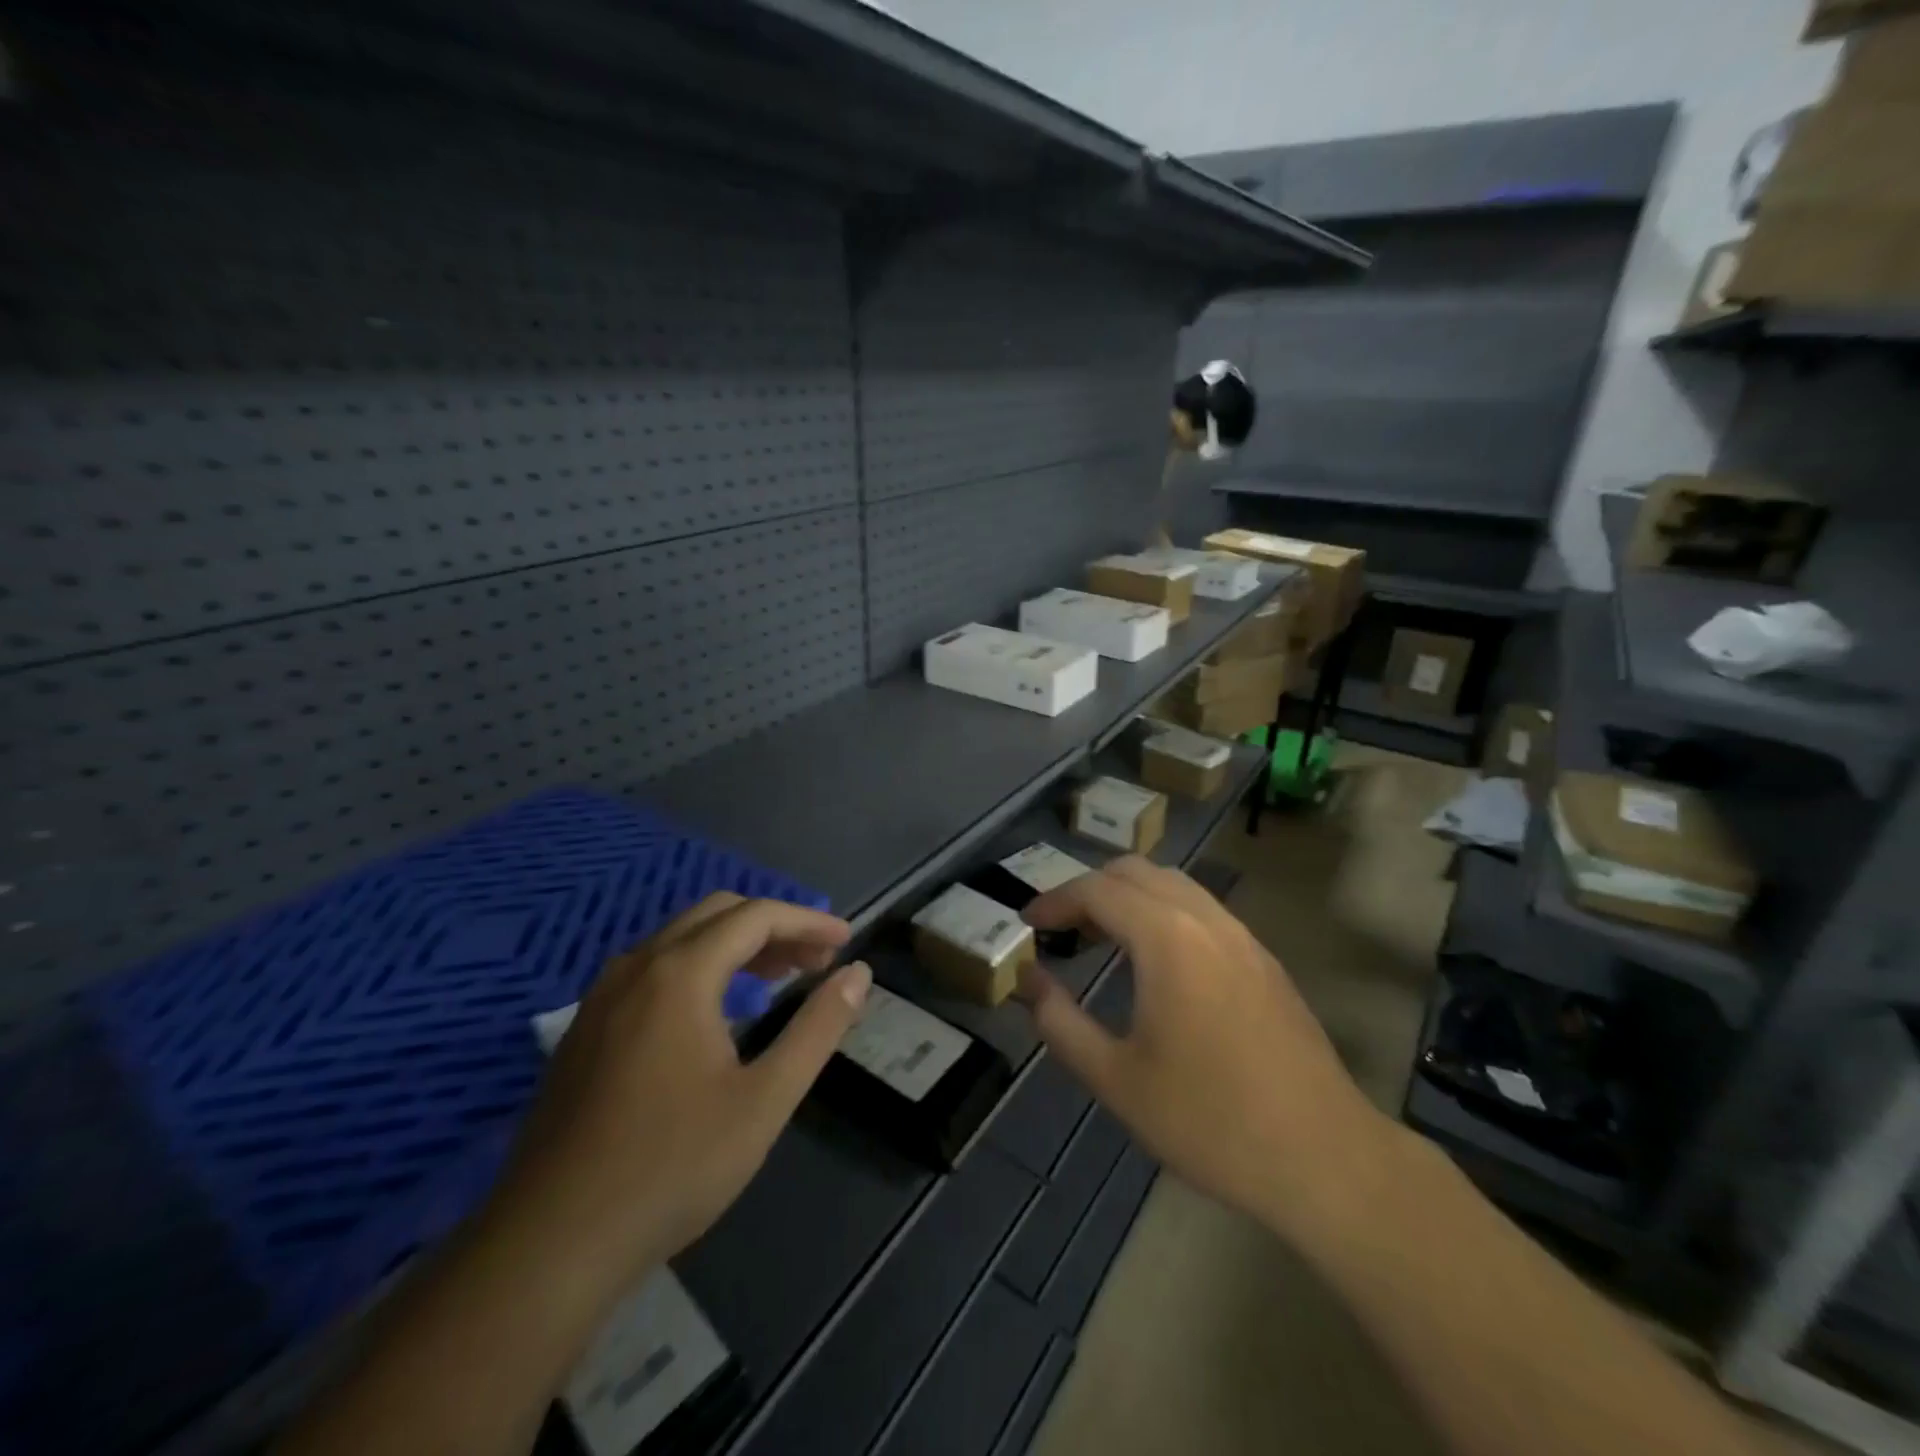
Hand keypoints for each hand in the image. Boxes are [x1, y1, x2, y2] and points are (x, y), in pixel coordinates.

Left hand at [491, 894, 871, 1297]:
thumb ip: (818, 1028)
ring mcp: (603, 996)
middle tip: (816, 960)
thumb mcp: (765, 1100)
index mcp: (680, 973)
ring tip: (779, 977)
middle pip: (718, 913)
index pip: (757, 916)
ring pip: (681, 938)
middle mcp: (638, 966)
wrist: (549, 1245)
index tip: (846, 941)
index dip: (808, 920)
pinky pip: (654, 968)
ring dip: (736, 944)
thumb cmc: (671, 1168)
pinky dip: (700, 966)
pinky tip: (717, 1012)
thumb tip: (858, 974)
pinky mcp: (585, 1028)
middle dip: (774, 926)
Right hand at [1018, 857, 1392, 1238]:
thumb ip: (1060, 1023)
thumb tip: (1029, 981)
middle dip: (1090, 889)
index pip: (1097, 890)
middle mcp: (1207, 921)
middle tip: (1062, 929)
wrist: (1326, 1161)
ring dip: (1130, 898)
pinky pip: (1203, 911)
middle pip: (1136, 872)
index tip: (1027, 924)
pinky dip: (1164, 914)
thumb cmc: (1210, 1121)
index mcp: (1168, 939)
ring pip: (1174, 886)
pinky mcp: (1266, 962)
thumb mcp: (1116, 1080)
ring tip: (1102, 940)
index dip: (1055, 900)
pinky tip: (1157, 965)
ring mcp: (1244, 938)